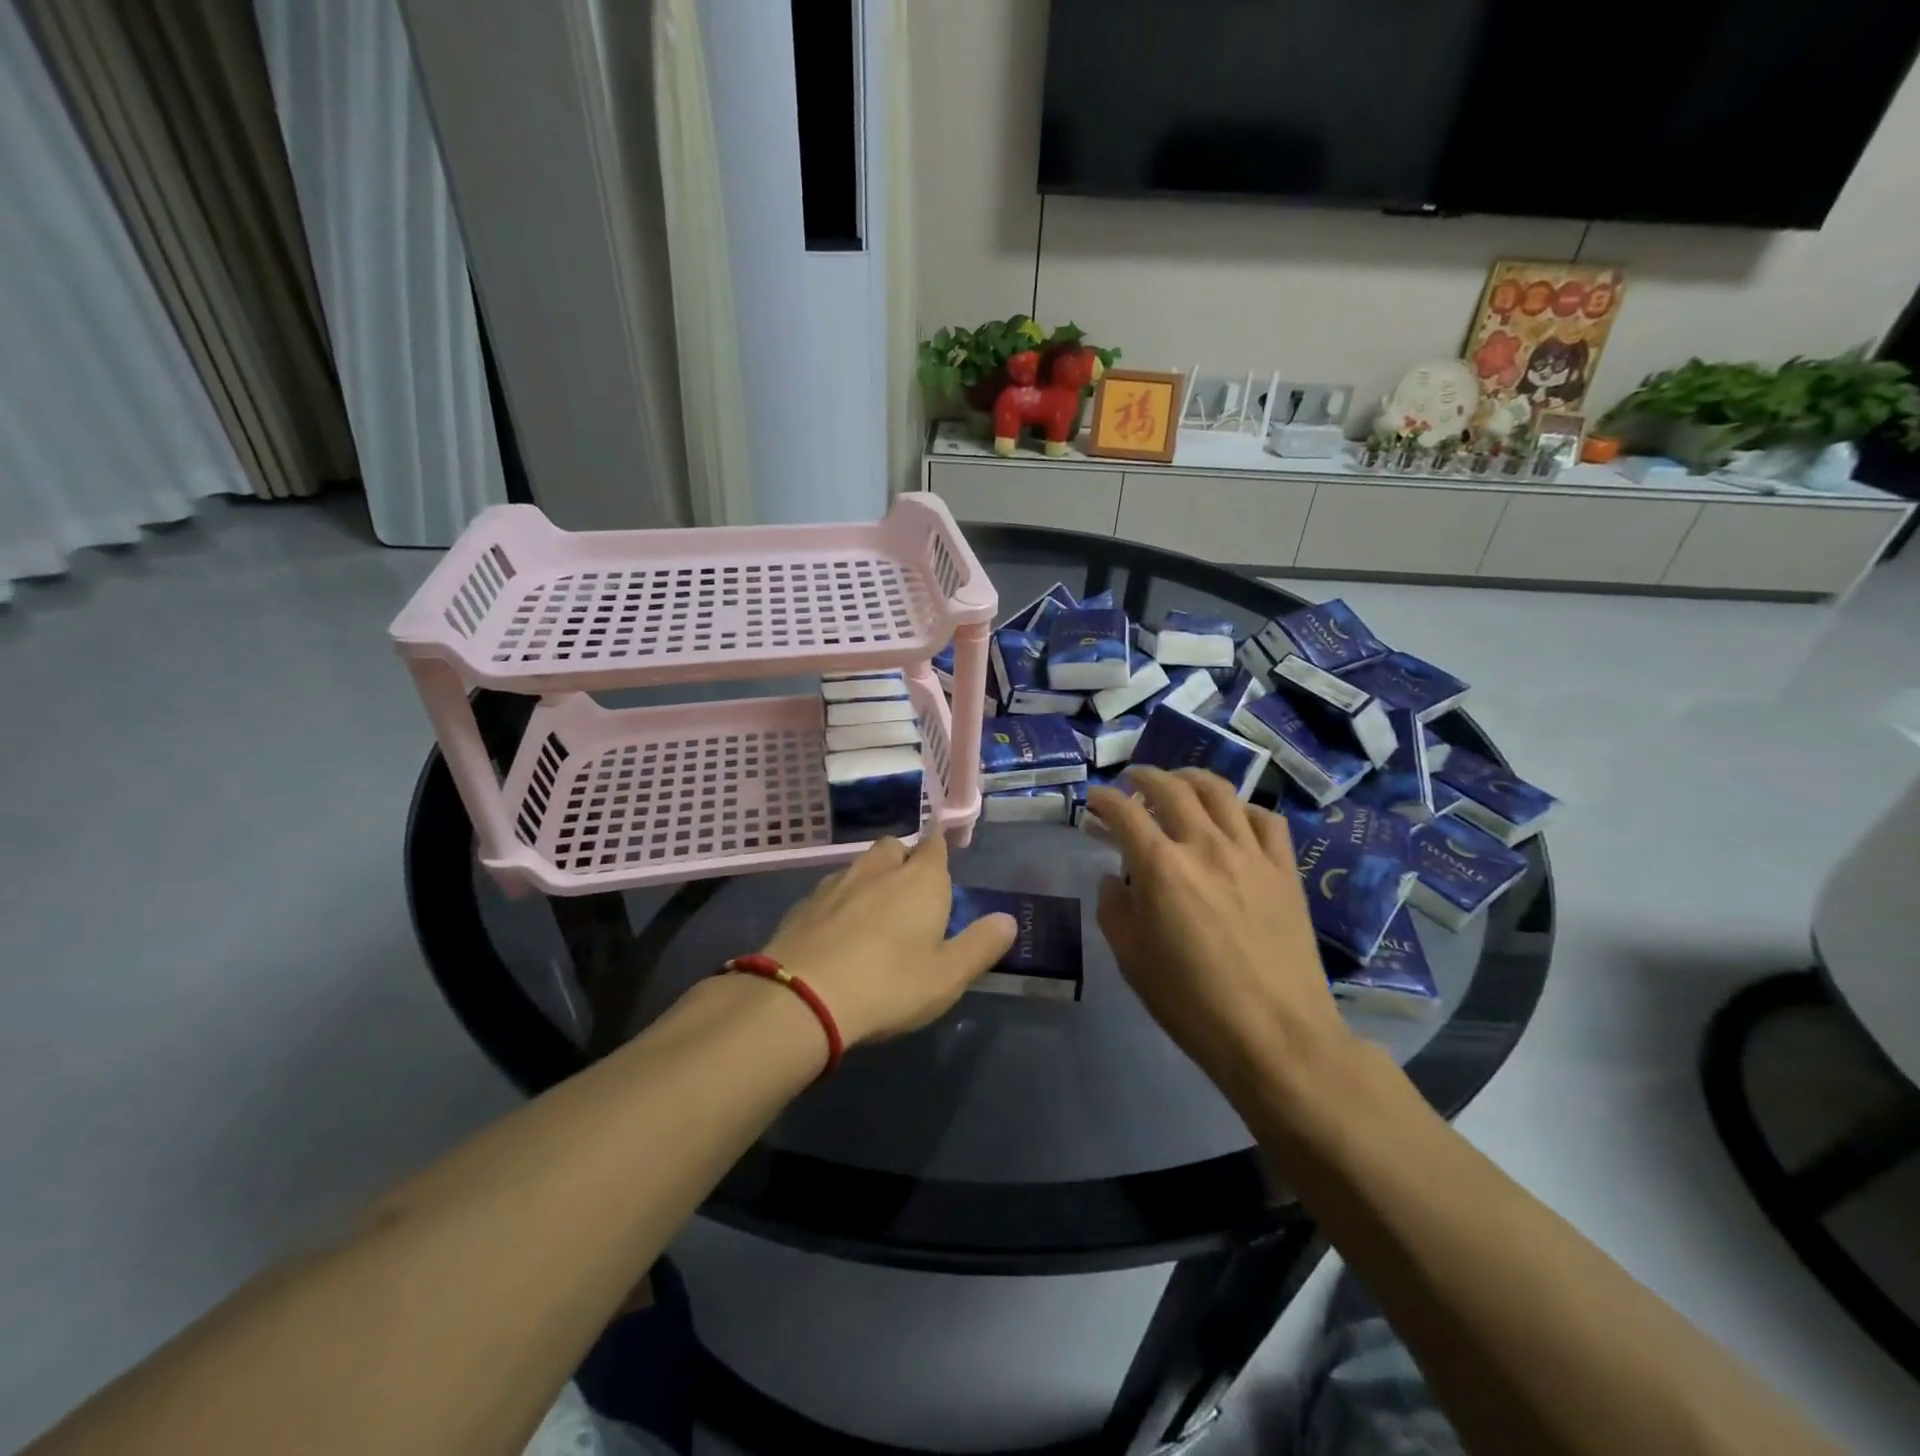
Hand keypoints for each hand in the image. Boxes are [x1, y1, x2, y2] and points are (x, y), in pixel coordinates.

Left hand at [761, 833, 1016, 1046]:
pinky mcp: (803, 903)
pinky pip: (831, 890)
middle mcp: (878, 869)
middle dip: (904, 859)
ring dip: (871, 878)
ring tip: (875, 913)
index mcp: (921, 880)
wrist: (802, 997)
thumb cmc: (889, 984)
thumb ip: (981, 945)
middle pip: (895, 847)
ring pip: (860, 866)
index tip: (942, 864)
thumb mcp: (948, 975)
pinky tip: (839, 932)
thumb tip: (1007, 920)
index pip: (935, 846)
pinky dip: (840, 902)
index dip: (940, 851)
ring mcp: (836, 883)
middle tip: (910, 893)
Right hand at [1088, 768, 1354, 1099]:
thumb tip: (1113, 879)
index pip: (1124, 813)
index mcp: (1161, 867)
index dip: (1104, 799)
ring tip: (1179, 782)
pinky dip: (1242, 808)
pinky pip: (1266, 819)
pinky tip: (1233, 817)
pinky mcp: (1284, 870)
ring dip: (1192, 778)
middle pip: (1172, 788)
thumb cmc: (1192, 1003)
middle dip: (1145, 776)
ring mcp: (1251, 854)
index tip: (1094, 799)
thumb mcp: (1132, 960)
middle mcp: (1205, 846)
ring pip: (1221, 792)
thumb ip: (1114, 910)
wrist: (1276, 1036)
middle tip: (1132, 781)